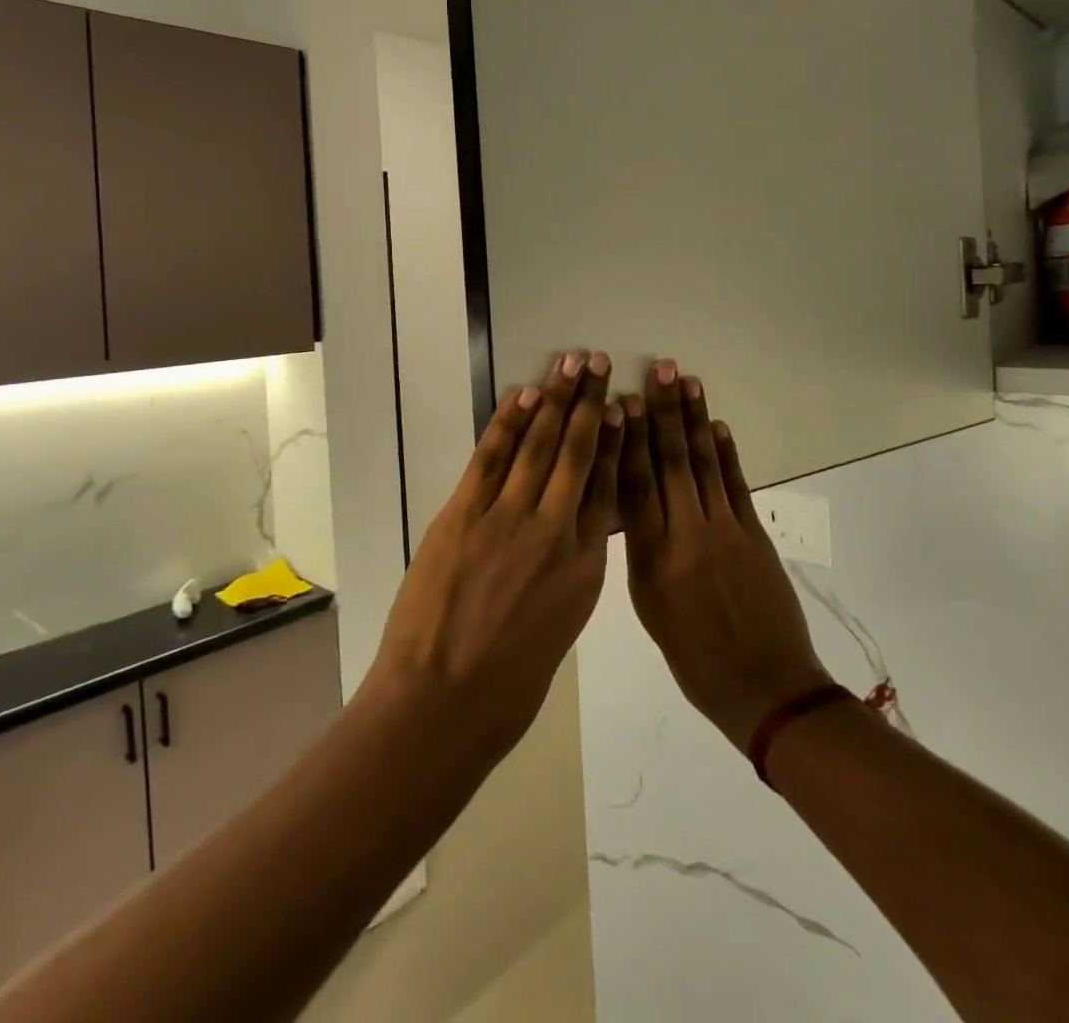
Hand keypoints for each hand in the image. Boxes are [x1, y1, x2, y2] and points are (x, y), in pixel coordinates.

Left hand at [368, 350, 622, 761]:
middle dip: (591, 404)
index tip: (625, 408)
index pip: (608, 489)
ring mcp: (507, 519)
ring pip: (540, 445)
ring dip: (556, 398)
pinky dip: (508, 422)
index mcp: (584, 567)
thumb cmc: (507, 687)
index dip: (617, 442)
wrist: (443, 705)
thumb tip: (568, 535)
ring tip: (571, 363)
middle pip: (579, 454)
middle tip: (600, 363)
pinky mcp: (464, 514)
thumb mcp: (558, 628)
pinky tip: (524, 395)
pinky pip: (492, 457)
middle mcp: (554, 531)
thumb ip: (567, 574)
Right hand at [619, 360, 829, 749]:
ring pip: (705, 464)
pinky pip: (736, 484)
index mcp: (653, 558)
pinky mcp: (755, 534)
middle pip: (671, 462)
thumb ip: (641, 551)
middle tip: (658, 370)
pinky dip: (727, 453)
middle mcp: (687, 534)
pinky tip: (718, 425)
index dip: (628, 439)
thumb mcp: (650, 608)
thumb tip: (634, 504)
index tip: (621, 402)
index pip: (635, 485)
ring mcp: (726, 530)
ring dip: (695, 420)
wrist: (765, 686)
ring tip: (686, 381)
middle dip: (663, 412)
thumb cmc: (694, 658)